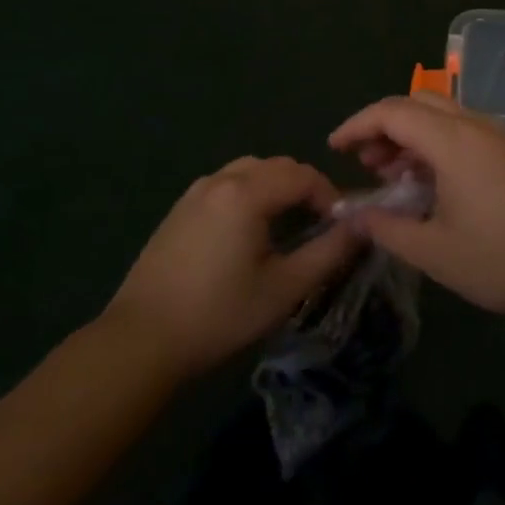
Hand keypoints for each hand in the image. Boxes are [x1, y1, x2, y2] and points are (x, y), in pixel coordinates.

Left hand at [101, 157, 357, 379]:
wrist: (142, 339)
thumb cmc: (220, 314)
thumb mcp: (285, 287)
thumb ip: (329, 252)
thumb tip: (362, 226)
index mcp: (246, 193)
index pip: (303, 175)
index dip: (329, 195)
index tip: (341, 227)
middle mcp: (220, 180)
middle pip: (276, 166)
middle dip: (305, 188)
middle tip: (319, 225)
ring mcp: (194, 192)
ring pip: (248, 171)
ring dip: (276, 188)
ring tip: (287, 225)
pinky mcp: (178, 209)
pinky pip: (225, 184)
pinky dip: (249, 194)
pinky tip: (249, 232)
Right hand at [329, 94, 504, 327]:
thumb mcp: (434, 252)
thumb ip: (386, 228)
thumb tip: (353, 214)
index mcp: (453, 141)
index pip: (392, 112)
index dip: (357, 125)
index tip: (334, 149)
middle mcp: (476, 127)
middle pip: (418, 102)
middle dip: (384, 126)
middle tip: (366, 164)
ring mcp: (501, 137)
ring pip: (443, 115)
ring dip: (412, 135)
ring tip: (394, 177)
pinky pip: (465, 132)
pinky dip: (437, 145)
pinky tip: (433, 185)